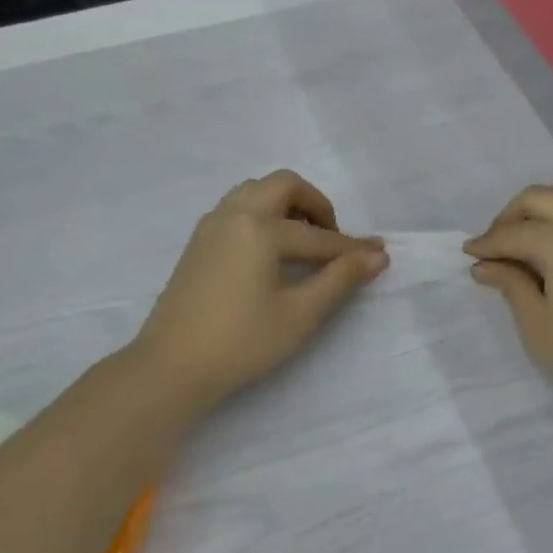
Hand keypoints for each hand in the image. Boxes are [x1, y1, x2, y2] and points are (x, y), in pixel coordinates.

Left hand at [132, 170, 386, 410]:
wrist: (172, 367)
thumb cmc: (242, 343)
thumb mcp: (300, 314)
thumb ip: (340, 279)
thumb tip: (377, 255)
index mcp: (259, 228)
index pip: (317, 236)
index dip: (352, 249)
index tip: (380, 254)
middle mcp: (233, 214)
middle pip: (283, 186)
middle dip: (316, 206)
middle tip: (331, 241)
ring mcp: (210, 225)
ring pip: (255, 192)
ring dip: (286, 206)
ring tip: (302, 243)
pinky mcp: (198, 243)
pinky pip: (237, 208)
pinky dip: (262, 215)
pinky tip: (271, 253)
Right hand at [465, 183, 552, 419]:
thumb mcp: (538, 322)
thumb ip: (511, 284)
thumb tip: (485, 266)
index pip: (512, 233)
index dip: (486, 244)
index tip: (468, 254)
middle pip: (537, 198)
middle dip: (508, 217)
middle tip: (493, 245)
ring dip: (538, 209)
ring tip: (521, 239)